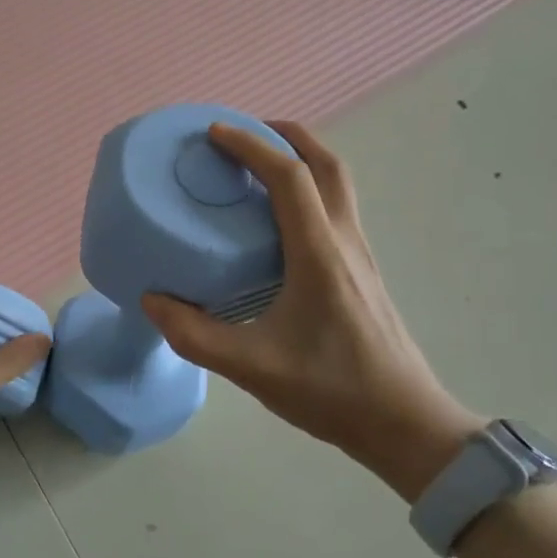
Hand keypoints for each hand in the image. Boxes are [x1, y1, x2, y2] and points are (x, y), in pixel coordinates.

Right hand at [142, 122, 484, 500]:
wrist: (405, 423)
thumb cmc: (331, 391)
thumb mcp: (251, 367)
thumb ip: (194, 335)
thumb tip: (151, 300)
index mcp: (319, 254)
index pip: (289, 177)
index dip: (251, 146)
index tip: (213, 133)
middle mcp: (345, 242)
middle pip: (327, 164)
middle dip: (285, 136)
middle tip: (241, 134)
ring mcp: (360, 255)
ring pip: (338, 184)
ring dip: (301, 159)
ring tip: (257, 165)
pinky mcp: (362, 272)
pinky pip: (335, 209)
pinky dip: (307, 190)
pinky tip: (277, 220)